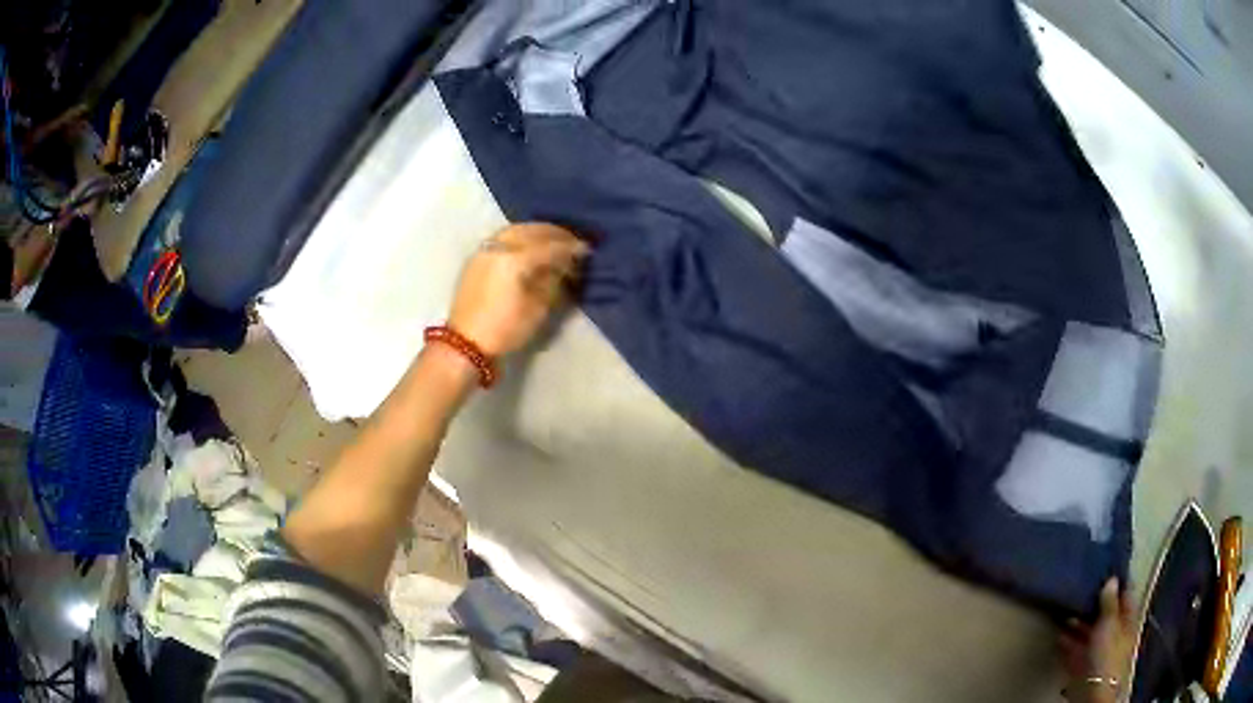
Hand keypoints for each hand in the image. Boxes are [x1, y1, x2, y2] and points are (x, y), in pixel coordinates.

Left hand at [449, 223, 588, 357]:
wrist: (465, 344)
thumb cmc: (505, 330)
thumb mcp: (538, 309)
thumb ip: (553, 281)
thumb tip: (565, 266)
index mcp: (515, 259)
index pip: (550, 246)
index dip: (570, 247)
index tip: (586, 250)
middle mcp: (499, 247)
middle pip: (532, 231)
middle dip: (554, 234)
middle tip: (571, 241)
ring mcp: (485, 250)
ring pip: (516, 230)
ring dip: (536, 232)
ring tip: (551, 241)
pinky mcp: (477, 258)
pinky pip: (503, 237)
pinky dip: (520, 236)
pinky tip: (529, 246)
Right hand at [1060, 578, 1136, 702]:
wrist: (1094, 693)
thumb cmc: (1108, 656)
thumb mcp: (1110, 625)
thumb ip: (1109, 603)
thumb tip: (1111, 579)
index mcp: (1128, 621)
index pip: (1125, 596)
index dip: (1117, 584)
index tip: (1105, 570)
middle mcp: (1116, 634)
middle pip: (1106, 616)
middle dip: (1094, 606)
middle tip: (1081, 592)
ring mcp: (1099, 652)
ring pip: (1089, 634)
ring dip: (1078, 625)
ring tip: (1065, 614)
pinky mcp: (1083, 667)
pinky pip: (1076, 651)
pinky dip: (1068, 644)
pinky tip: (1059, 638)